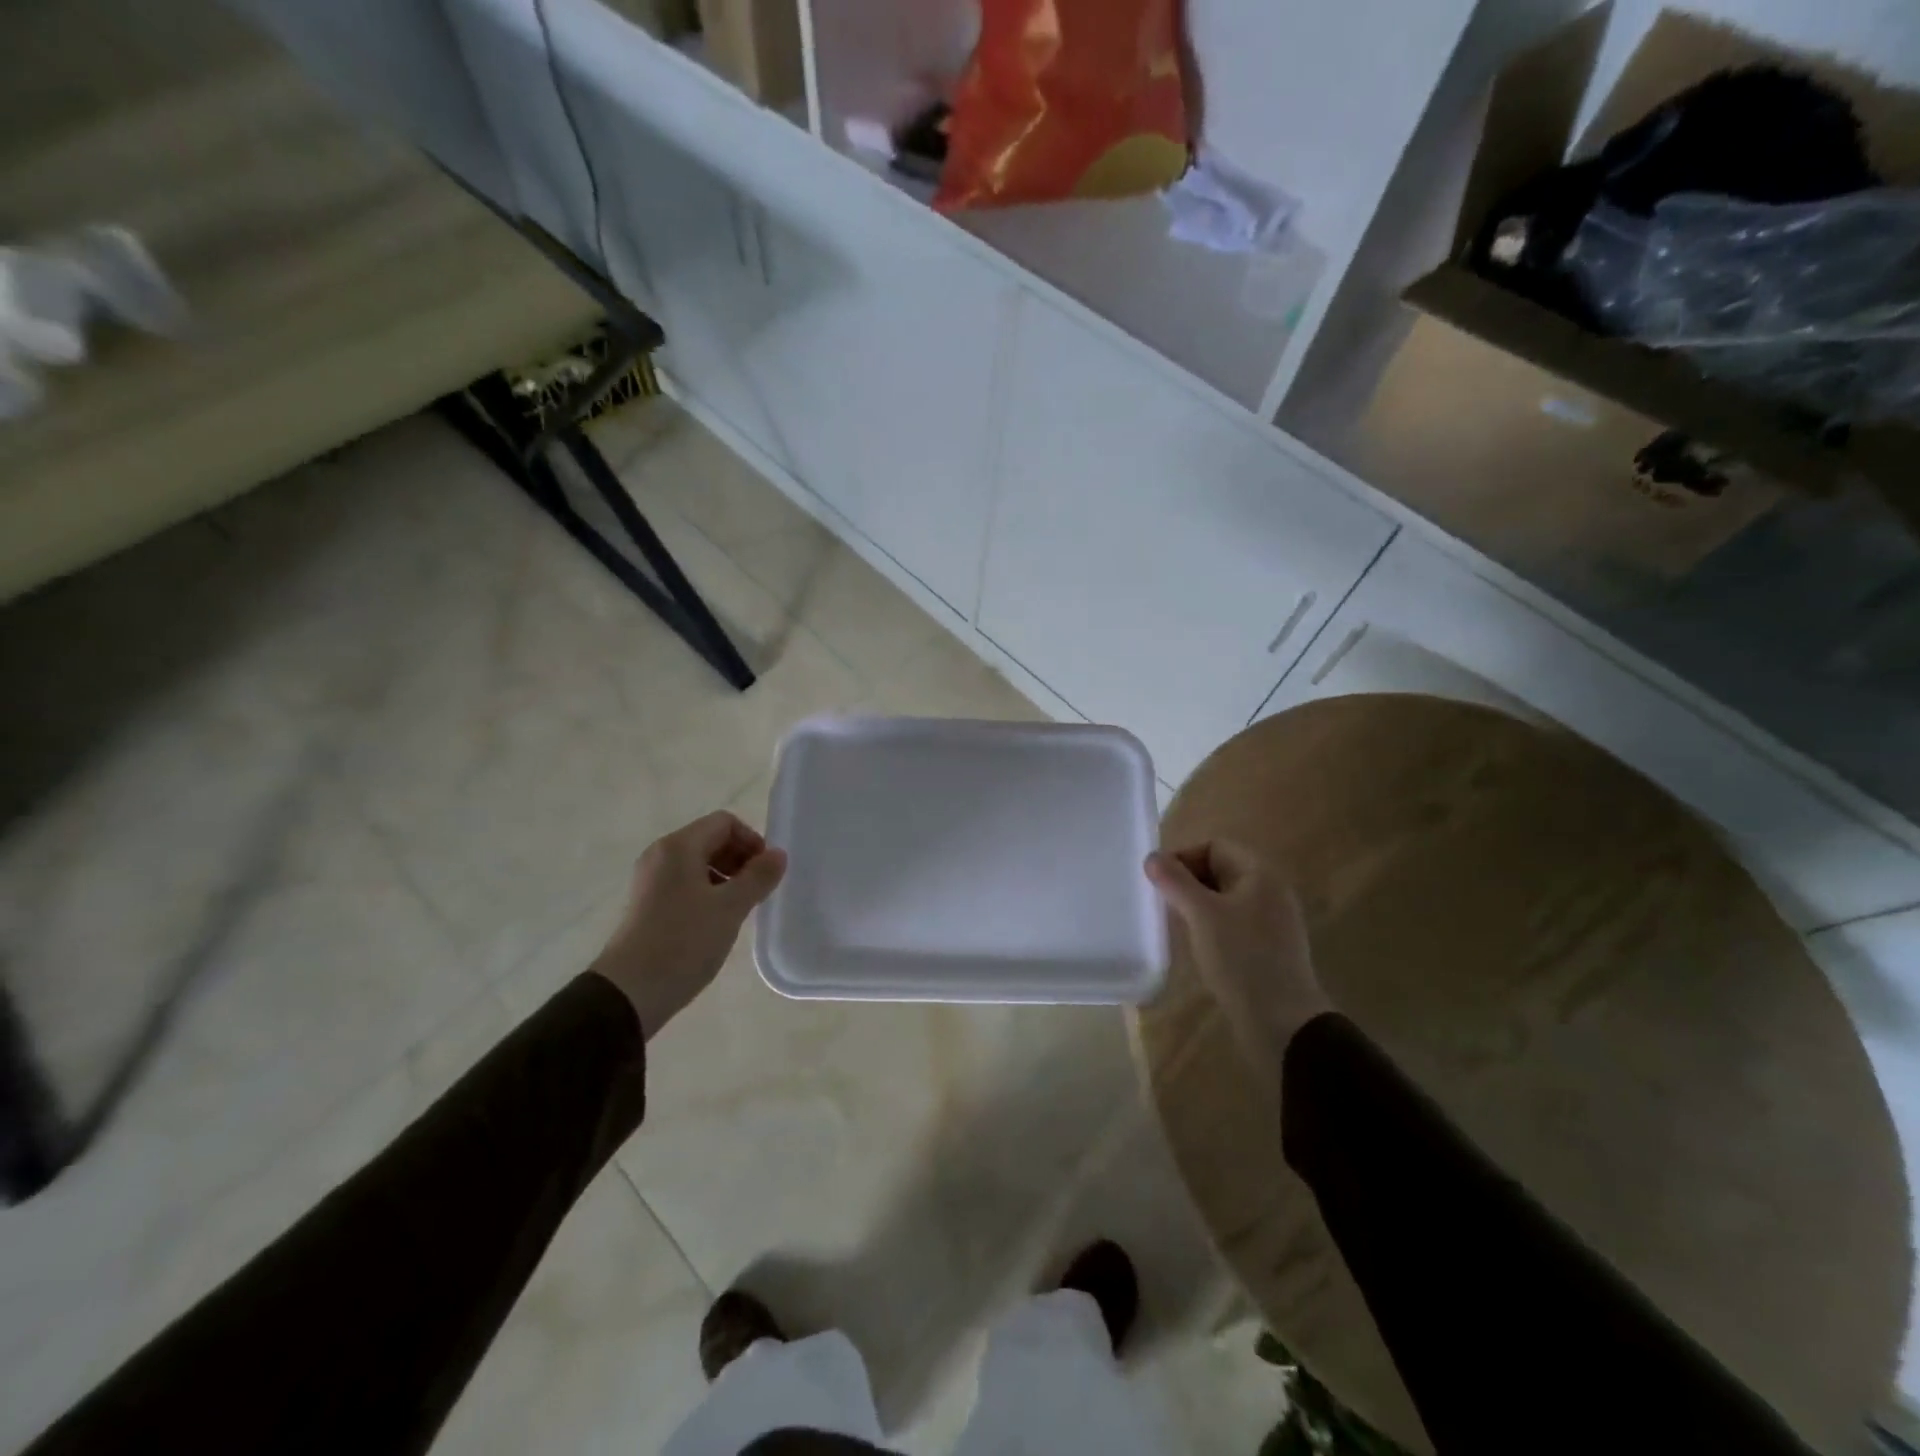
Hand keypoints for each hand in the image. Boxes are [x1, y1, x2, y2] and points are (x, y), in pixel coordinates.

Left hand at [593, 811, 787, 1038]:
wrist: (629, 992)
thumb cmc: (683, 942)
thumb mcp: (730, 908)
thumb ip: (758, 877)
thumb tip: (779, 854)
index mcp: (679, 847)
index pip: (725, 823)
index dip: (752, 841)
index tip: (766, 872)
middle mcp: (661, 855)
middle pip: (710, 839)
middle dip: (740, 858)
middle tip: (758, 890)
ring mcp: (651, 880)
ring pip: (698, 863)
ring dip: (726, 877)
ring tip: (740, 908)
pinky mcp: (647, 904)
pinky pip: (685, 883)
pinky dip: (707, 891)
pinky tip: (717, 921)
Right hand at [1145, 840, 1332, 1068]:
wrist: (1283, 1023)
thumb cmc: (1241, 959)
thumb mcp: (1202, 915)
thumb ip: (1175, 882)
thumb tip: (1152, 857)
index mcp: (1260, 874)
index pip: (1214, 846)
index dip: (1183, 858)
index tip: (1159, 883)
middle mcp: (1270, 891)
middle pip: (1220, 870)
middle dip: (1188, 882)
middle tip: (1164, 904)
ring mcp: (1272, 921)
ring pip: (1224, 899)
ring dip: (1197, 906)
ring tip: (1177, 926)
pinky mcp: (1268, 948)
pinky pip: (1233, 923)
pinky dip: (1212, 927)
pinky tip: (1198, 947)